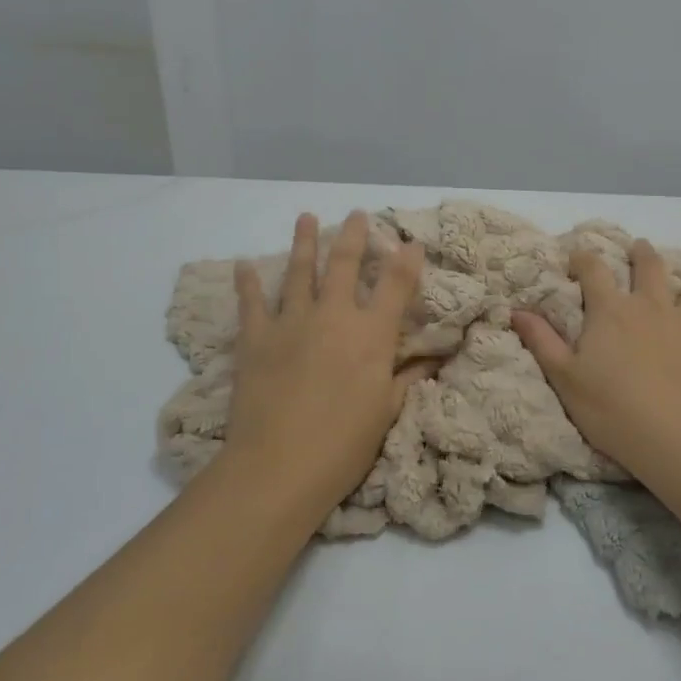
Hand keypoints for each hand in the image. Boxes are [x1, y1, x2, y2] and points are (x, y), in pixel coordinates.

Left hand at [227, 211, 428, 507]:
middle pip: (346, 263)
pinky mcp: (256, 337)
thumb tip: (436, 357)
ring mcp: (291, 322)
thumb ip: (408, 378)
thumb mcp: (386, 412)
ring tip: (306, 217)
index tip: (411, 242)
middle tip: (357, 214)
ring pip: (300, 271)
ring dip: (304, 242)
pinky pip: (251, 302)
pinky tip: (244, 264)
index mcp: (371, 334)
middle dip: (354, 235)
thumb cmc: (344, 445)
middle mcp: (333, 316)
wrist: (279, 466)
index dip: (407, 260)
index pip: (397, 285)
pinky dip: (248, 282)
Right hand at [511, 239, 680, 472]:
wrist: (677, 439)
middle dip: (643, 254)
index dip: (583, 258)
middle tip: (640, 247)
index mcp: (610, 311)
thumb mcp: (564, 378)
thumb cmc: (611, 409)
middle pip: (649, 268)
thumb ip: (542, 341)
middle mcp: (650, 306)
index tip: (577, 256)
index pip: (593, 270)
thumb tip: (517, 309)